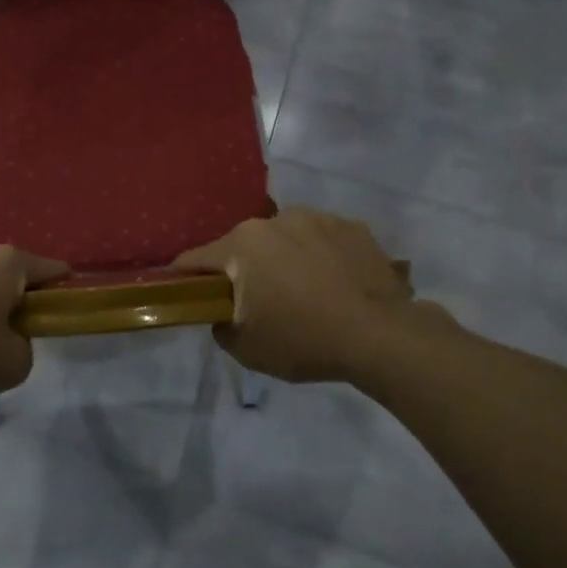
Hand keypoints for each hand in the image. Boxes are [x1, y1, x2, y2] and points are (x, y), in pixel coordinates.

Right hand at [176, 208, 439, 381]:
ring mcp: (318, 218)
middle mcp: (276, 220)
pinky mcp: (352, 226)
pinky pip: (322, 240)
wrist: (382, 336)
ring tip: (305, 293)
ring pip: (285, 238)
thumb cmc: (304, 340)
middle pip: (244, 246)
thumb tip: (224, 314)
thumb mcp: (247, 349)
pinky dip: (320, 257)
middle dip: (244, 270)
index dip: (185, 277)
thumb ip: (221, 326)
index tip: (184, 292)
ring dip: (284, 259)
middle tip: (258, 302)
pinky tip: (335, 285)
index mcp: (242, 244)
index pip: (196, 259)